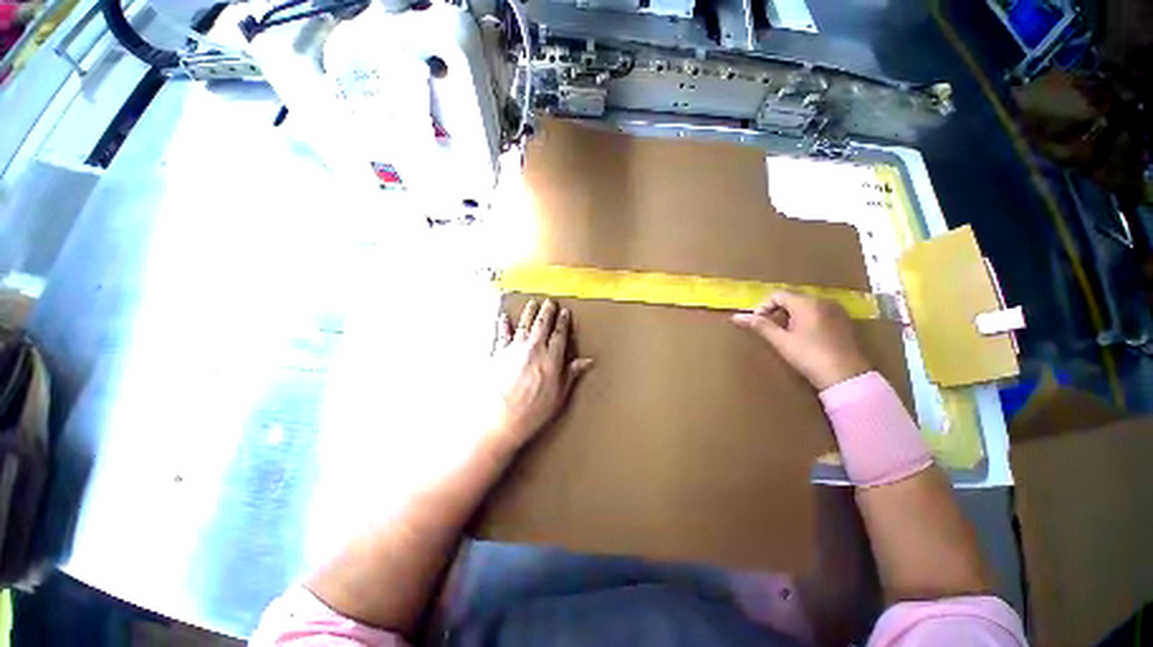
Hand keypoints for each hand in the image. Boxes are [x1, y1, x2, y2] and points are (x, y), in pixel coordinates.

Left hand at [488, 299, 592, 452]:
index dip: (563, 322)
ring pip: (524, 324)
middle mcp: (533, 349)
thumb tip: (586, 362)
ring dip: (529, 312)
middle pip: (542, 324)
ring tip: (532, 303)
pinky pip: (501, 334)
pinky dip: (503, 324)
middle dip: (547, 311)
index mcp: (551, 358)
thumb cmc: (532, 411)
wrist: (500, 419)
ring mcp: (514, 349)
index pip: (560, 334)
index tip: (565, 313)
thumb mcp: (559, 395)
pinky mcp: (498, 354)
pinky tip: (504, 317)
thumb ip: (571, 374)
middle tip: (550, 302)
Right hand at [732, 291, 870, 389]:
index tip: (759, 323)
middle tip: (771, 329)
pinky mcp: (843, 320)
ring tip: (786, 334)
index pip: (777, 295)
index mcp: (807, 303)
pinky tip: (804, 336)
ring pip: (805, 305)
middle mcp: (822, 300)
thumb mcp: (781, 341)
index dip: (764, 307)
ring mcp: (836, 310)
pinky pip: (818, 311)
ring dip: (791, 315)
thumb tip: (736, 317)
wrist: (846, 376)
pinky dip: (806, 318)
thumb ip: (759, 326)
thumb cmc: (810, 356)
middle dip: (777, 310)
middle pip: (792, 298)